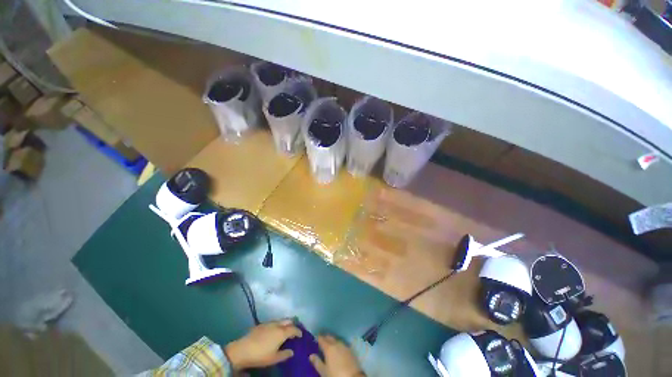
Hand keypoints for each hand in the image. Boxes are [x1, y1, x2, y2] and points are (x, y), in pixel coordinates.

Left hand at [224, 320, 301, 369]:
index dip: (298, 332)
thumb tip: (292, 352)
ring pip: (280, 320)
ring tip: (285, 330)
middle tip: (294, 331)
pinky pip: (273, 322)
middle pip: (288, 321)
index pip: (293, 329)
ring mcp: (269, 323)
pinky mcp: (261, 324)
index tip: (301, 335)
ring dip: (284, 324)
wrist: (242, 350)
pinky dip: (277, 325)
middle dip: (292, 324)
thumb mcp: (274, 358)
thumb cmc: (260, 355)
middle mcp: (277, 324)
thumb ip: (284, 354)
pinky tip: (273, 331)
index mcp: (282, 332)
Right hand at [310, 334, 363, 376]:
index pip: (322, 339)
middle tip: (321, 339)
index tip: (315, 337)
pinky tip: (337, 348)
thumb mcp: (324, 371)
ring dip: (332, 340)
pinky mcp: (350, 350)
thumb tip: (310, 355)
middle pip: (329, 337)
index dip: (318, 337)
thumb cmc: (335, 375)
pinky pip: (342, 343)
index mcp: (329, 347)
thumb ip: (317, 362)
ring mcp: (344, 346)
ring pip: (336, 339)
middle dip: (325, 337)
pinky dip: (338, 344)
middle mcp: (336, 343)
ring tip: (328, 343)